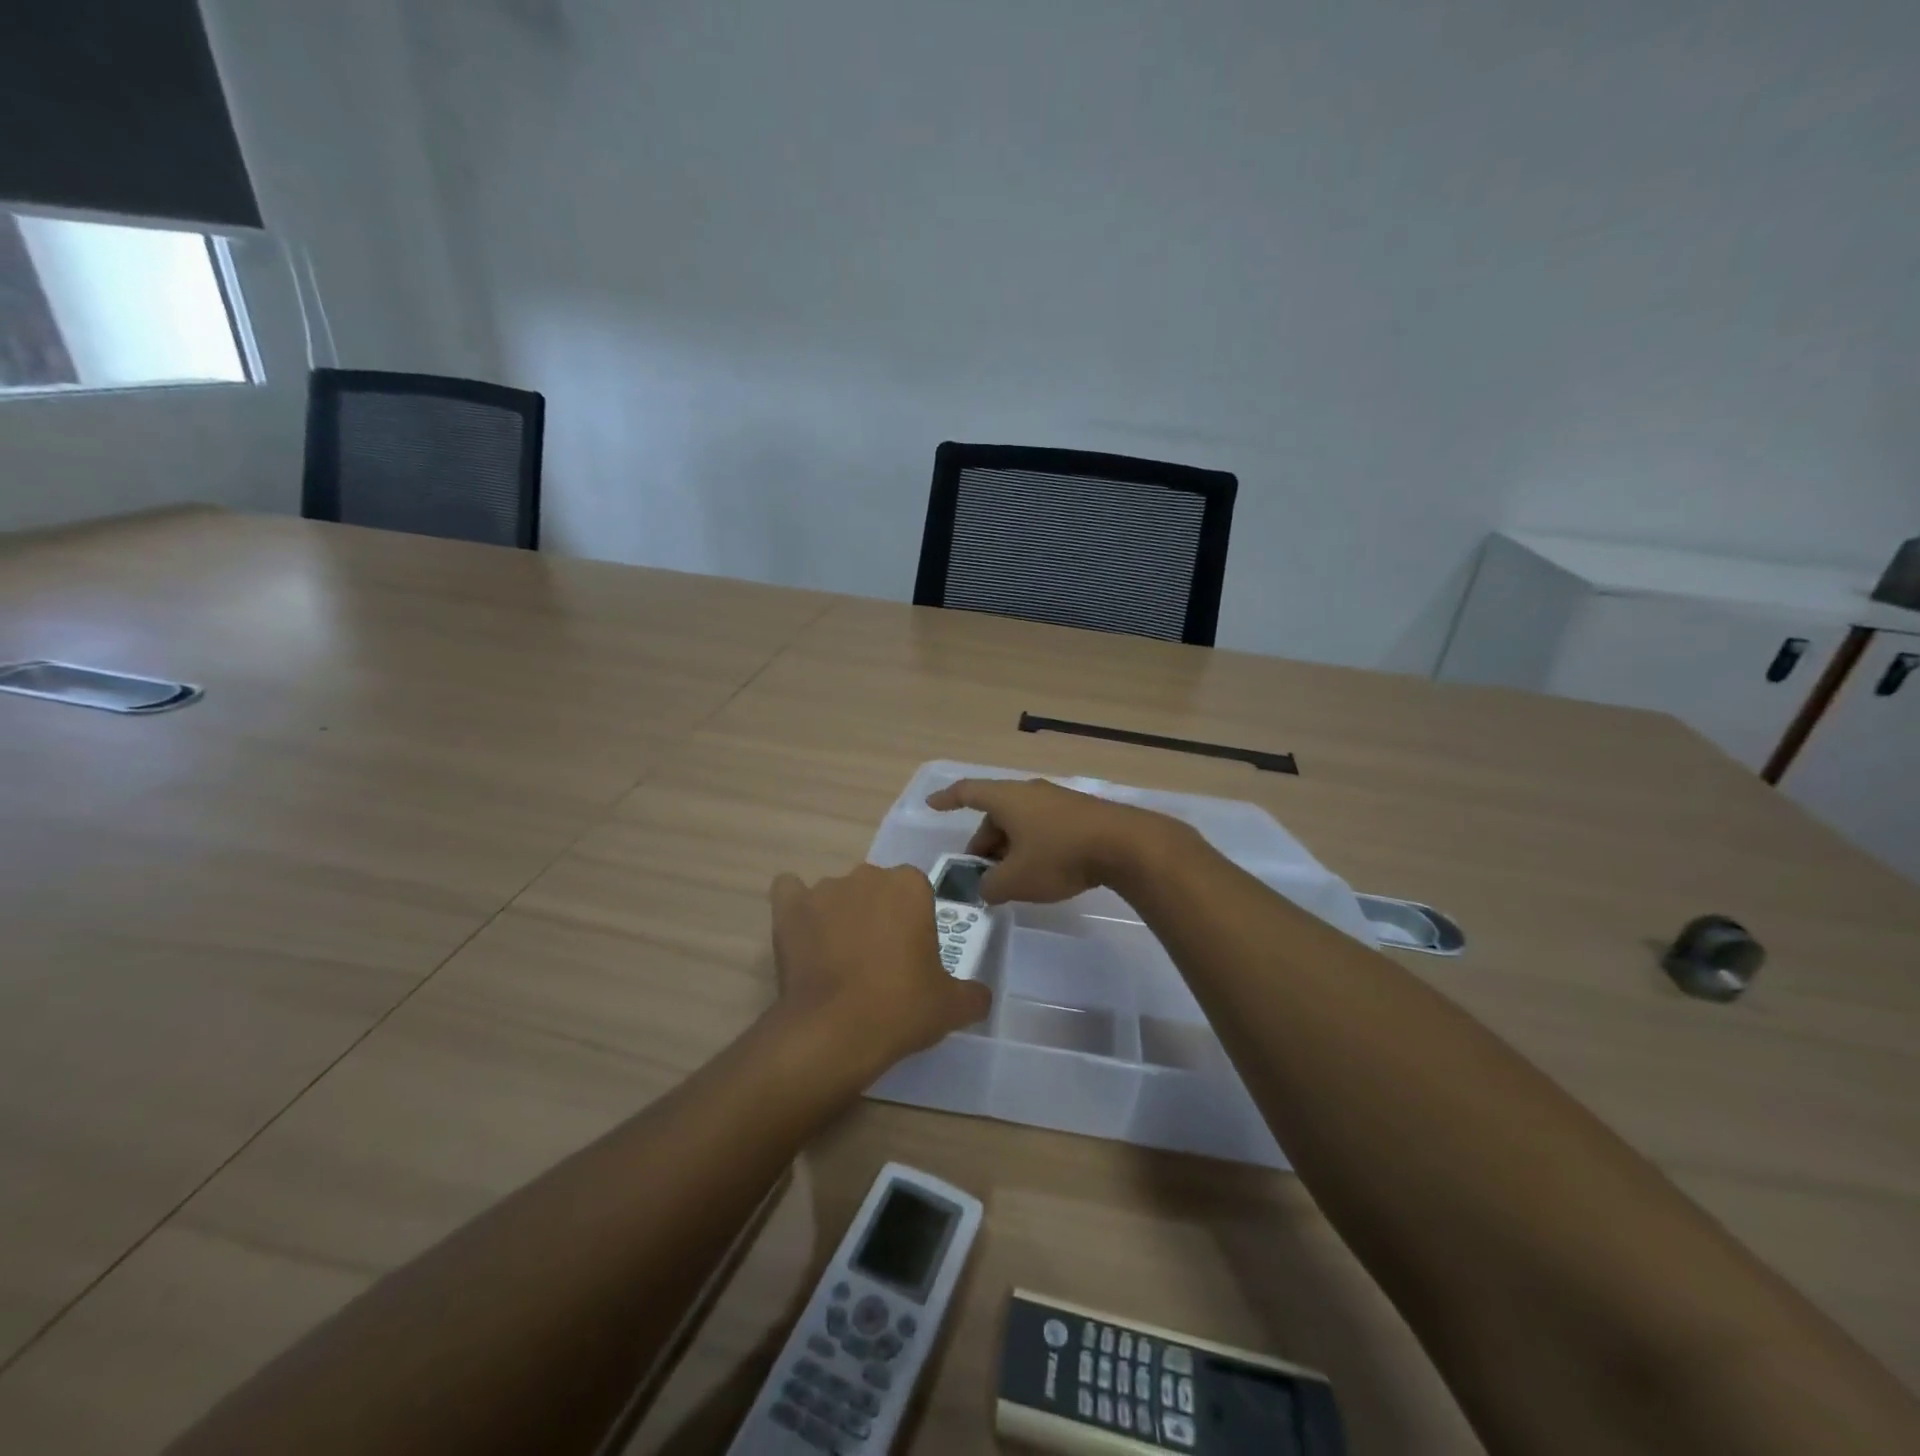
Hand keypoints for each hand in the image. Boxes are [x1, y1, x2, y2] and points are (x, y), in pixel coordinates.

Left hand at [769, 864, 991, 1077]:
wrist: (833, 1031)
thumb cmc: (901, 1008)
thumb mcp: (952, 1006)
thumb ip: (972, 994)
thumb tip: (979, 997)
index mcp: (910, 886)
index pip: (916, 891)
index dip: (914, 922)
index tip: (911, 955)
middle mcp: (867, 875)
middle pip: (876, 889)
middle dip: (878, 915)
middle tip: (879, 960)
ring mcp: (824, 889)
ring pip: (837, 894)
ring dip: (840, 915)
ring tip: (837, 960)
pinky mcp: (789, 908)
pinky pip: (790, 892)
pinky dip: (796, 906)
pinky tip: (801, 932)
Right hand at [923, 777, 1182, 903]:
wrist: (1124, 845)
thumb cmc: (1060, 856)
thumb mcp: (1016, 880)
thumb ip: (991, 886)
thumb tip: (987, 887)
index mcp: (1007, 798)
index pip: (968, 792)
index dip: (947, 798)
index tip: (931, 803)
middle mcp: (1030, 792)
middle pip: (996, 813)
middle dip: (984, 843)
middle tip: (982, 874)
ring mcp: (1058, 800)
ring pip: (1021, 821)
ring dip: (1010, 847)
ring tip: (1012, 878)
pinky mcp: (1080, 813)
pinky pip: (1043, 826)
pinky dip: (1033, 845)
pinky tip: (1042, 870)